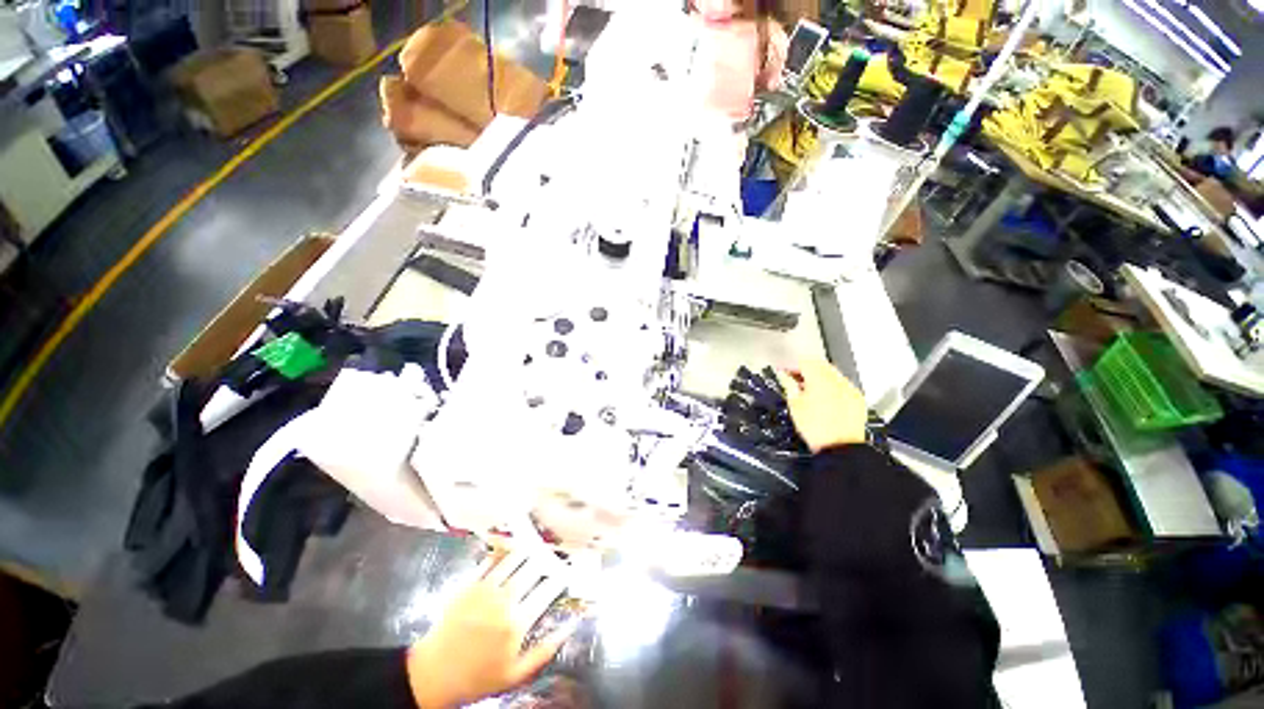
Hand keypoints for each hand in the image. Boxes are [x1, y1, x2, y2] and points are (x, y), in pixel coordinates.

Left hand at [407, 552, 573, 707]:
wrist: (433, 674)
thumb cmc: (476, 678)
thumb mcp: (515, 675)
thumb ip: (544, 651)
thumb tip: (569, 628)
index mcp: (517, 623)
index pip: (548, 590)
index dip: (561, 578)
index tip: (567, 573)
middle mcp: (504, 601)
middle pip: (533, 568)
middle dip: (547, 560)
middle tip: (554, 557)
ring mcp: (485, 589)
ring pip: (514, 558)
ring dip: (529, 551)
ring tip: (537, 548)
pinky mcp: (469, 584)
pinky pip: (492, 560)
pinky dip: (504, 551)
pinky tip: (511, 549)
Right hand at [775, 359, 867, 452]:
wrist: (840, 449)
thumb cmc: (817, 429)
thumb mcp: (794, 405)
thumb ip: (789, 386)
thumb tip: (785, 377)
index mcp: (820, 379)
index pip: (804, 362)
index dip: (791, 366)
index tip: (784, 371)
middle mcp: (837, 380)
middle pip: (820, 364)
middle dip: (805, 369)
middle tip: (794, 378)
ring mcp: (849, 389)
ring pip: (832, 374)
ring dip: (818, 377)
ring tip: (808, 390)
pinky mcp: (857, 399)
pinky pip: (842, 385)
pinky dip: (831, 387)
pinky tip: (824, 398)